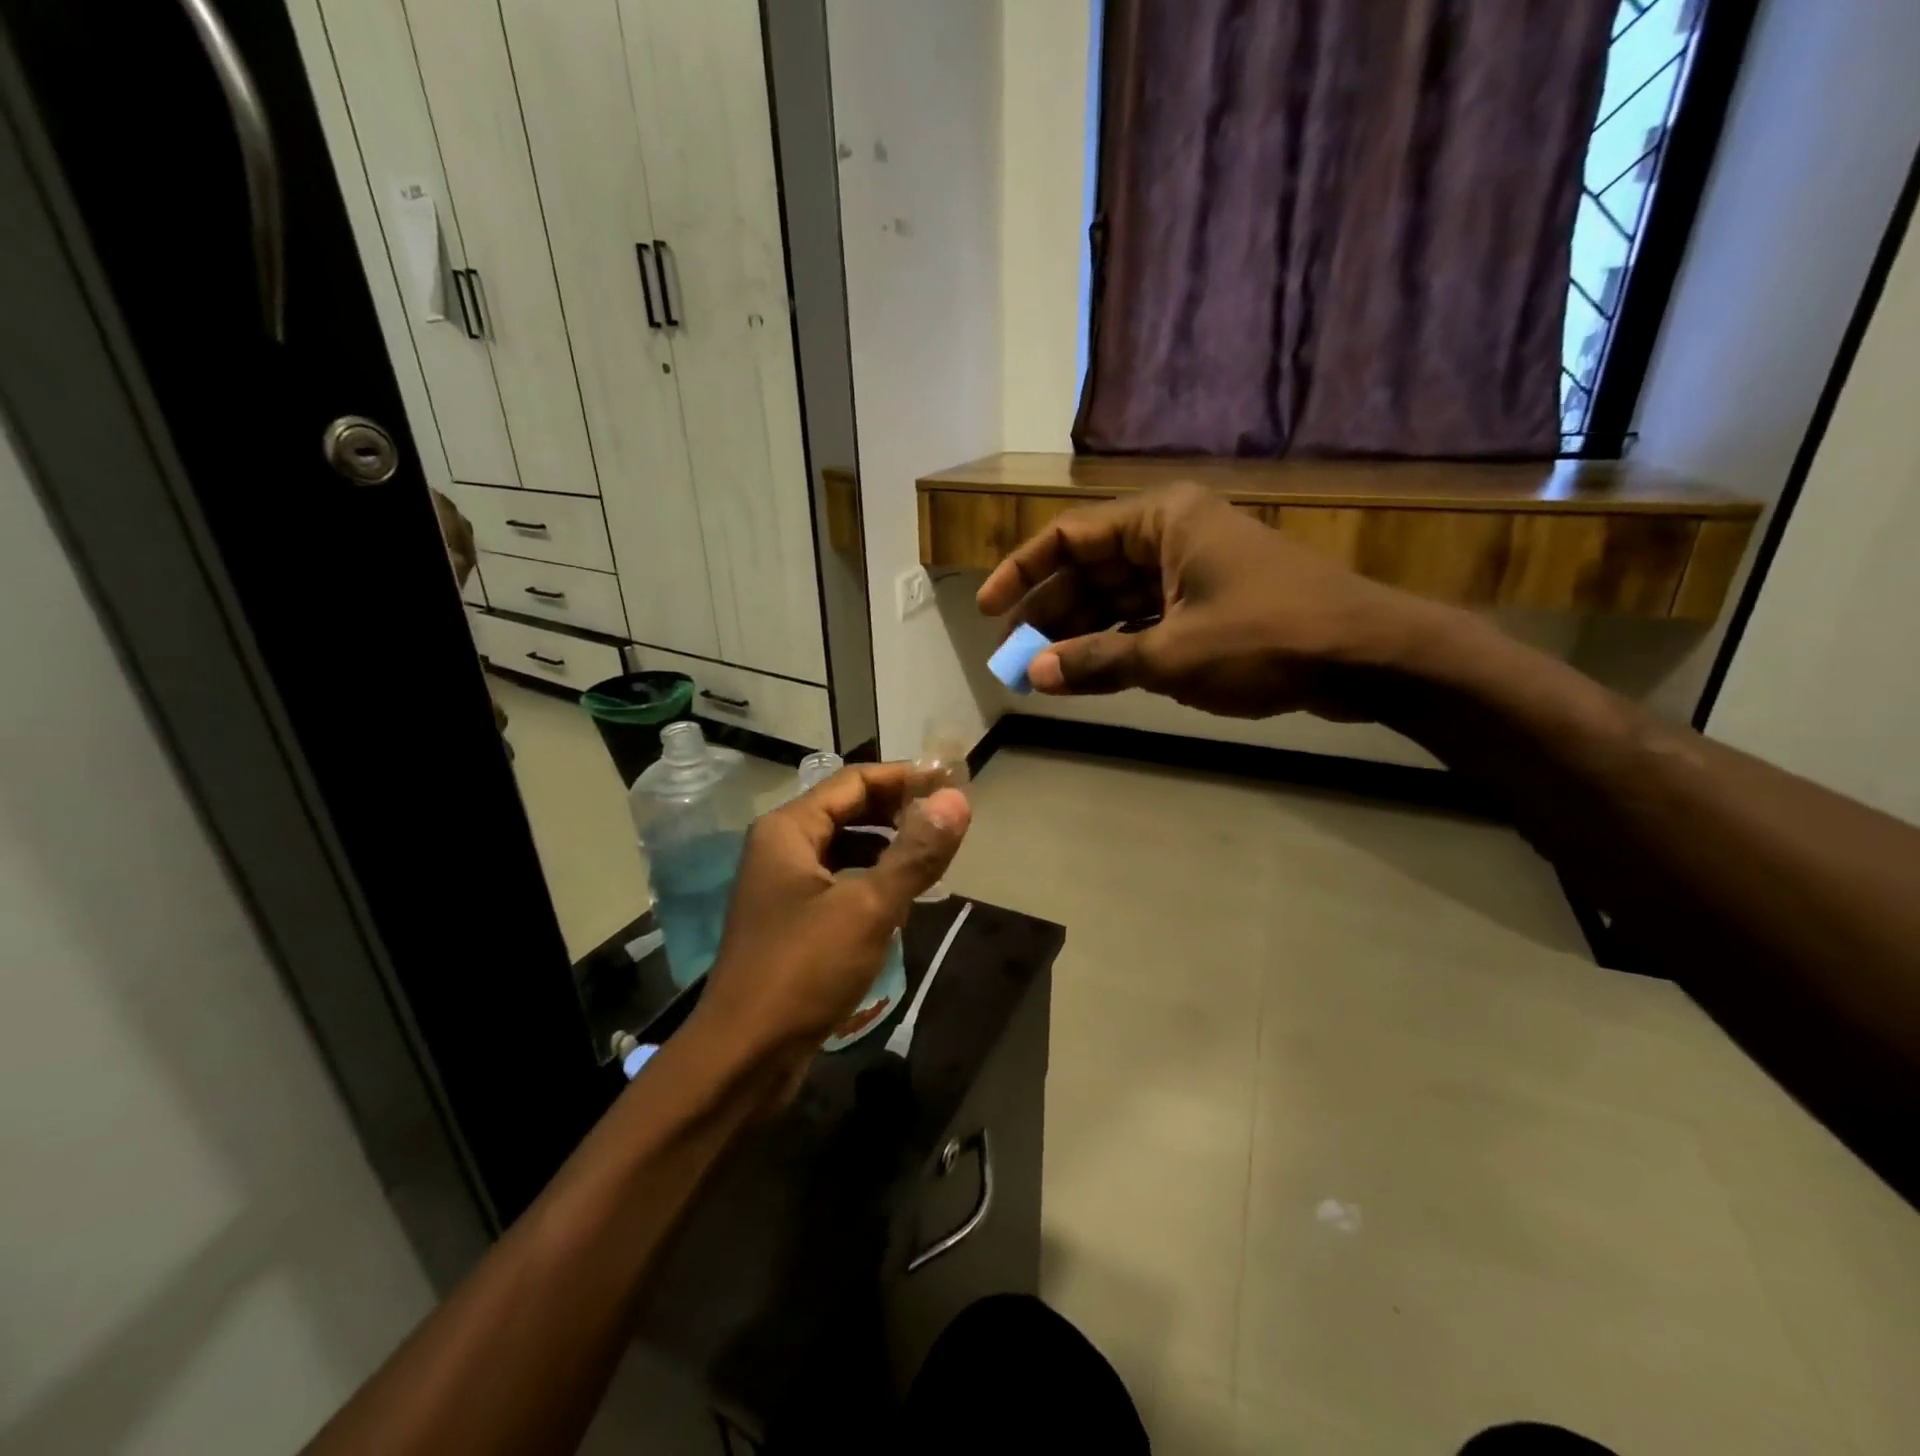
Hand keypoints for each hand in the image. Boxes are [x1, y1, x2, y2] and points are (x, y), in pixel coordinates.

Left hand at [689, 763, 969, 1094]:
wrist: (742, 1057)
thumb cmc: (802, 971)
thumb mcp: (868, 908)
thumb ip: (915, 853)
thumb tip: (957, 799)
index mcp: (788, 830)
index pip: (854, 781)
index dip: (904, 777)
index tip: (951, 782)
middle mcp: (779, 849)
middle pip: (847, 811)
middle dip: (897, 812)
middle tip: (947, 820)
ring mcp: (781, 888)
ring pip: (844, 850)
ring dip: (886, 848)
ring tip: (932, 858)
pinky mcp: (790, 923)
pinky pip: (837, 884)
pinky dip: (870, 882)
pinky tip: (900, 903)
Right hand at [976, 483, 1439, 720]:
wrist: (1371, 657)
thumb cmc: (1267, 639)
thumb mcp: (1172, 655)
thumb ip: (1097, 661)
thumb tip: (1033, 674)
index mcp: (1162, 520)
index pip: (1069, 536)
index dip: (1021, 573)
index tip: (987, 610)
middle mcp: (1173, 533)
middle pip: (1091, 569)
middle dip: (1050, 613)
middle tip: (1014, 657)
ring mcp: (1195, 568)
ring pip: (1118, 596)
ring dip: (1082, 633)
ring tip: (1043, 672)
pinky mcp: (1213, 602)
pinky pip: (1147, 617)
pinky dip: (1119, 643)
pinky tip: (1091, 672)